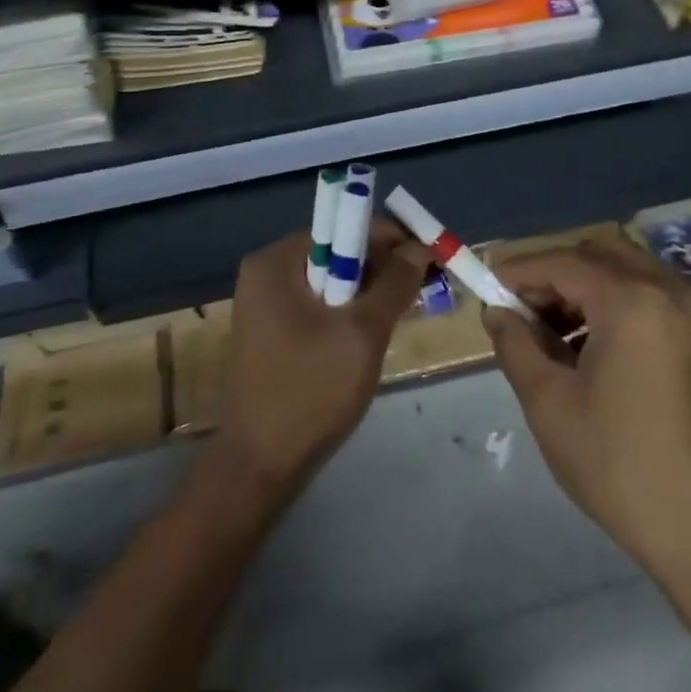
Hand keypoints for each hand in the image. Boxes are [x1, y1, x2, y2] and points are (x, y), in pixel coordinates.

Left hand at [213, 220, 430, 503]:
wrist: (260, 464)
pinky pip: (319, 303)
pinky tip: (373, 332)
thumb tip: (420, 247)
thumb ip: (395, 283)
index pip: (344, 227)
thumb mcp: (363, 332)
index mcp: (277, 261)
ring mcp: (266, 302)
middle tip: (424, 289)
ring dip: (370, 292)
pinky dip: (349, 311)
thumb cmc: (311, 391)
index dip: (392, 239)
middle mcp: (266, 272)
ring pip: (332, 280)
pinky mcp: (272, 329)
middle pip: (338, 251)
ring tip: (406, 312)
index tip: (430, 260)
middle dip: (383, 267)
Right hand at [485, 237, 690, 586]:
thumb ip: (516, 345)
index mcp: (635, 303)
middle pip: (603, 255)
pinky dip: (624, 305)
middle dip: (557, 273)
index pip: (565, 263)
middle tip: (525, 308)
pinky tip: (604, 351)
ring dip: (591, 288)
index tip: (490, 286)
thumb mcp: (549, 405)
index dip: (521, 270)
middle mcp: (675, 293)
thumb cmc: (619, 467)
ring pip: (635, 274)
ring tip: (559, 334)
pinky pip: (661, 300)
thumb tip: (498, 313)